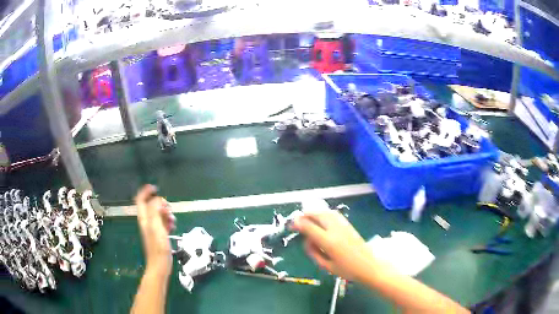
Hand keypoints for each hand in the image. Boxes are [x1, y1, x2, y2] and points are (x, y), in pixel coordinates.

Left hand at [135, 185, 175, 275]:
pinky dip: (169, 222)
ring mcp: (153, 228)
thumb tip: (158, 199)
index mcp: (144, 218)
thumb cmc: (157, 246)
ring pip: (159, 214)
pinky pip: (164, 222)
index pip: (140, 199)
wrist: (160, 264)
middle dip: (161, 204)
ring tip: (172, 221)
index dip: (146, 191)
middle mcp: (147, 221)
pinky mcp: (159, 234)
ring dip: (167, 214)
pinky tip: (173, 227)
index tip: (155, 188)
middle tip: (169, 209)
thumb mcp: (155, 226)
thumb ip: (155, 210)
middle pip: (152, 205)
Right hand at [293, 210, 374, 281]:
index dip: (298, 223)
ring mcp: (343, 225)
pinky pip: (334, 214)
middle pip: (318, 215)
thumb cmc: (347, 270)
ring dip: (315, 212)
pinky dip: (324, 213)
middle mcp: (335, 230)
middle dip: (305, 215)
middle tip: (298, 220)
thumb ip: (314, 253)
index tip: (291, 224)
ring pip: (326, 212)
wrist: (369, 266)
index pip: (310, 227)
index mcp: (329, 242)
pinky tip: (321, 218)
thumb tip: (306, 241)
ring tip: (307, 217)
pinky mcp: (349, 225)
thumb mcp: (326, 266)